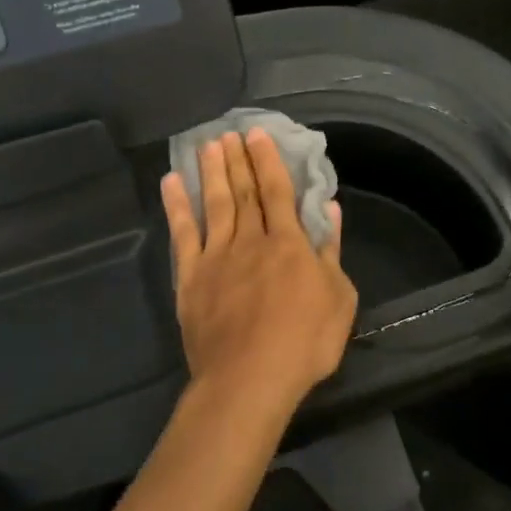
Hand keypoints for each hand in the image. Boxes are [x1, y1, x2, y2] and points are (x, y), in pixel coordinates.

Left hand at [160, 130, 356, 419]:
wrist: (249, 379)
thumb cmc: (304, 343)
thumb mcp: (339, 298)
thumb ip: (331, 251)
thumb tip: (331, 210)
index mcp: (288, 243)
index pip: (277, 191)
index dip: (268, 161)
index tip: (258, 134)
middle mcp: (251, 240)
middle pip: (244, 191)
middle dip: (238, 159)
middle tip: (230, 131)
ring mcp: (217, 257)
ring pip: (214, 204)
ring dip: (211, 172)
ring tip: (207, 145)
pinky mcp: (191, 278)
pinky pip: (183, 234)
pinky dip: (177, 207)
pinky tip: (172, 184)